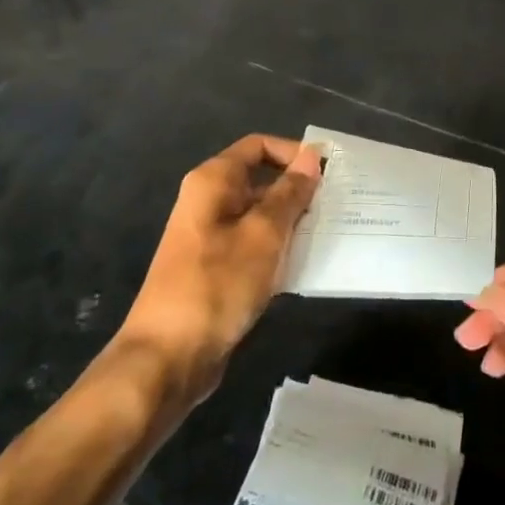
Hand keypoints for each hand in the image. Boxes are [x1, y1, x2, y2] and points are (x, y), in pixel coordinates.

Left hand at [111, 134, 322, 401]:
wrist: (167, 358)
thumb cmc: (217, 285)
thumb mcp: (263, 234)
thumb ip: (290, 194)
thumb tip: (311, 156)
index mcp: (213, 182)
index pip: (259, 146)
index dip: (294, 154)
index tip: (328, 174)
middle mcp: (209, 202)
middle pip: (261, 180)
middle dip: (298, 192)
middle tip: (337, 207)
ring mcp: (211, 238)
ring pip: (261, 217)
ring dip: (292, 224)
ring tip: (329, 235)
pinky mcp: (216, 270)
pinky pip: (254, 247)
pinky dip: (278, 251)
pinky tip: (305, 266)